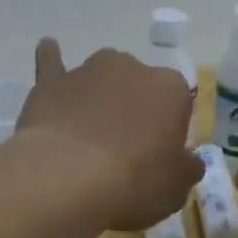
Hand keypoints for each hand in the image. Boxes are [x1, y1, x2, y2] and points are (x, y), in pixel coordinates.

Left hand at [14, 39, 201, 230]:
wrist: (68, 180)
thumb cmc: (136, 183)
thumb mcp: (178, 186)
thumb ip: (187, 167)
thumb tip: (188, 160)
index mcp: (171, 89)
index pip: (179, 102)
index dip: (169, 128)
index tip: (159, 154)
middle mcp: (132, 68)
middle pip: (139, 85)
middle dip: (134, 108)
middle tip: (125, 147)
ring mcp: (88, 70)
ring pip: (101, 76)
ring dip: (100, 94)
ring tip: (89, 128)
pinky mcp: (51, 82)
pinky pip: (52, 62)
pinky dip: (52, 58)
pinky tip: (49, 51)